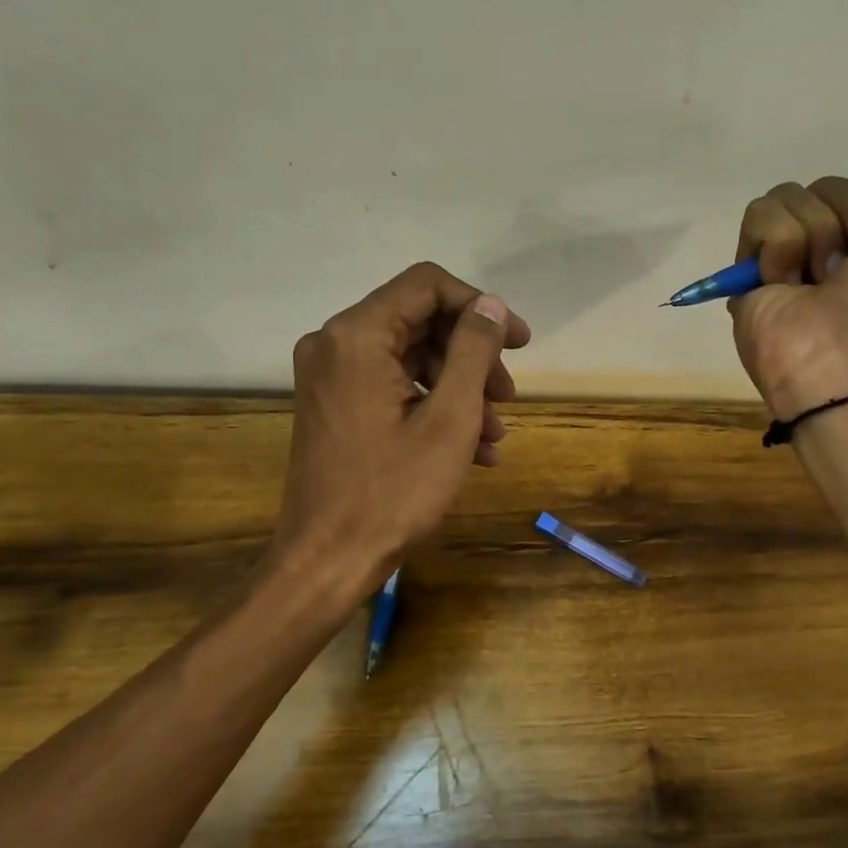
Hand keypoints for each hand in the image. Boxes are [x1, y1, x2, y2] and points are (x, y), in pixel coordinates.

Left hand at [268, 262, 531, 599]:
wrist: (327, 561)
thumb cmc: (393, 492)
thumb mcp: (449, 419)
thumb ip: (473, 351)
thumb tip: (492, 306)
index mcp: (356, 336)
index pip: (427, 286)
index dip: (480, 307)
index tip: (520, 343)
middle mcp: (334, 344)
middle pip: (419, 322)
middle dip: (472, 357)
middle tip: (508, 397)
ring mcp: (330, 378)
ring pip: (410, 359)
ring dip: (459, 389)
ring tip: (493, 436)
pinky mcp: (335, 406)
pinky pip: (392, 389)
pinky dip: (433, 408)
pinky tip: (472, 450)